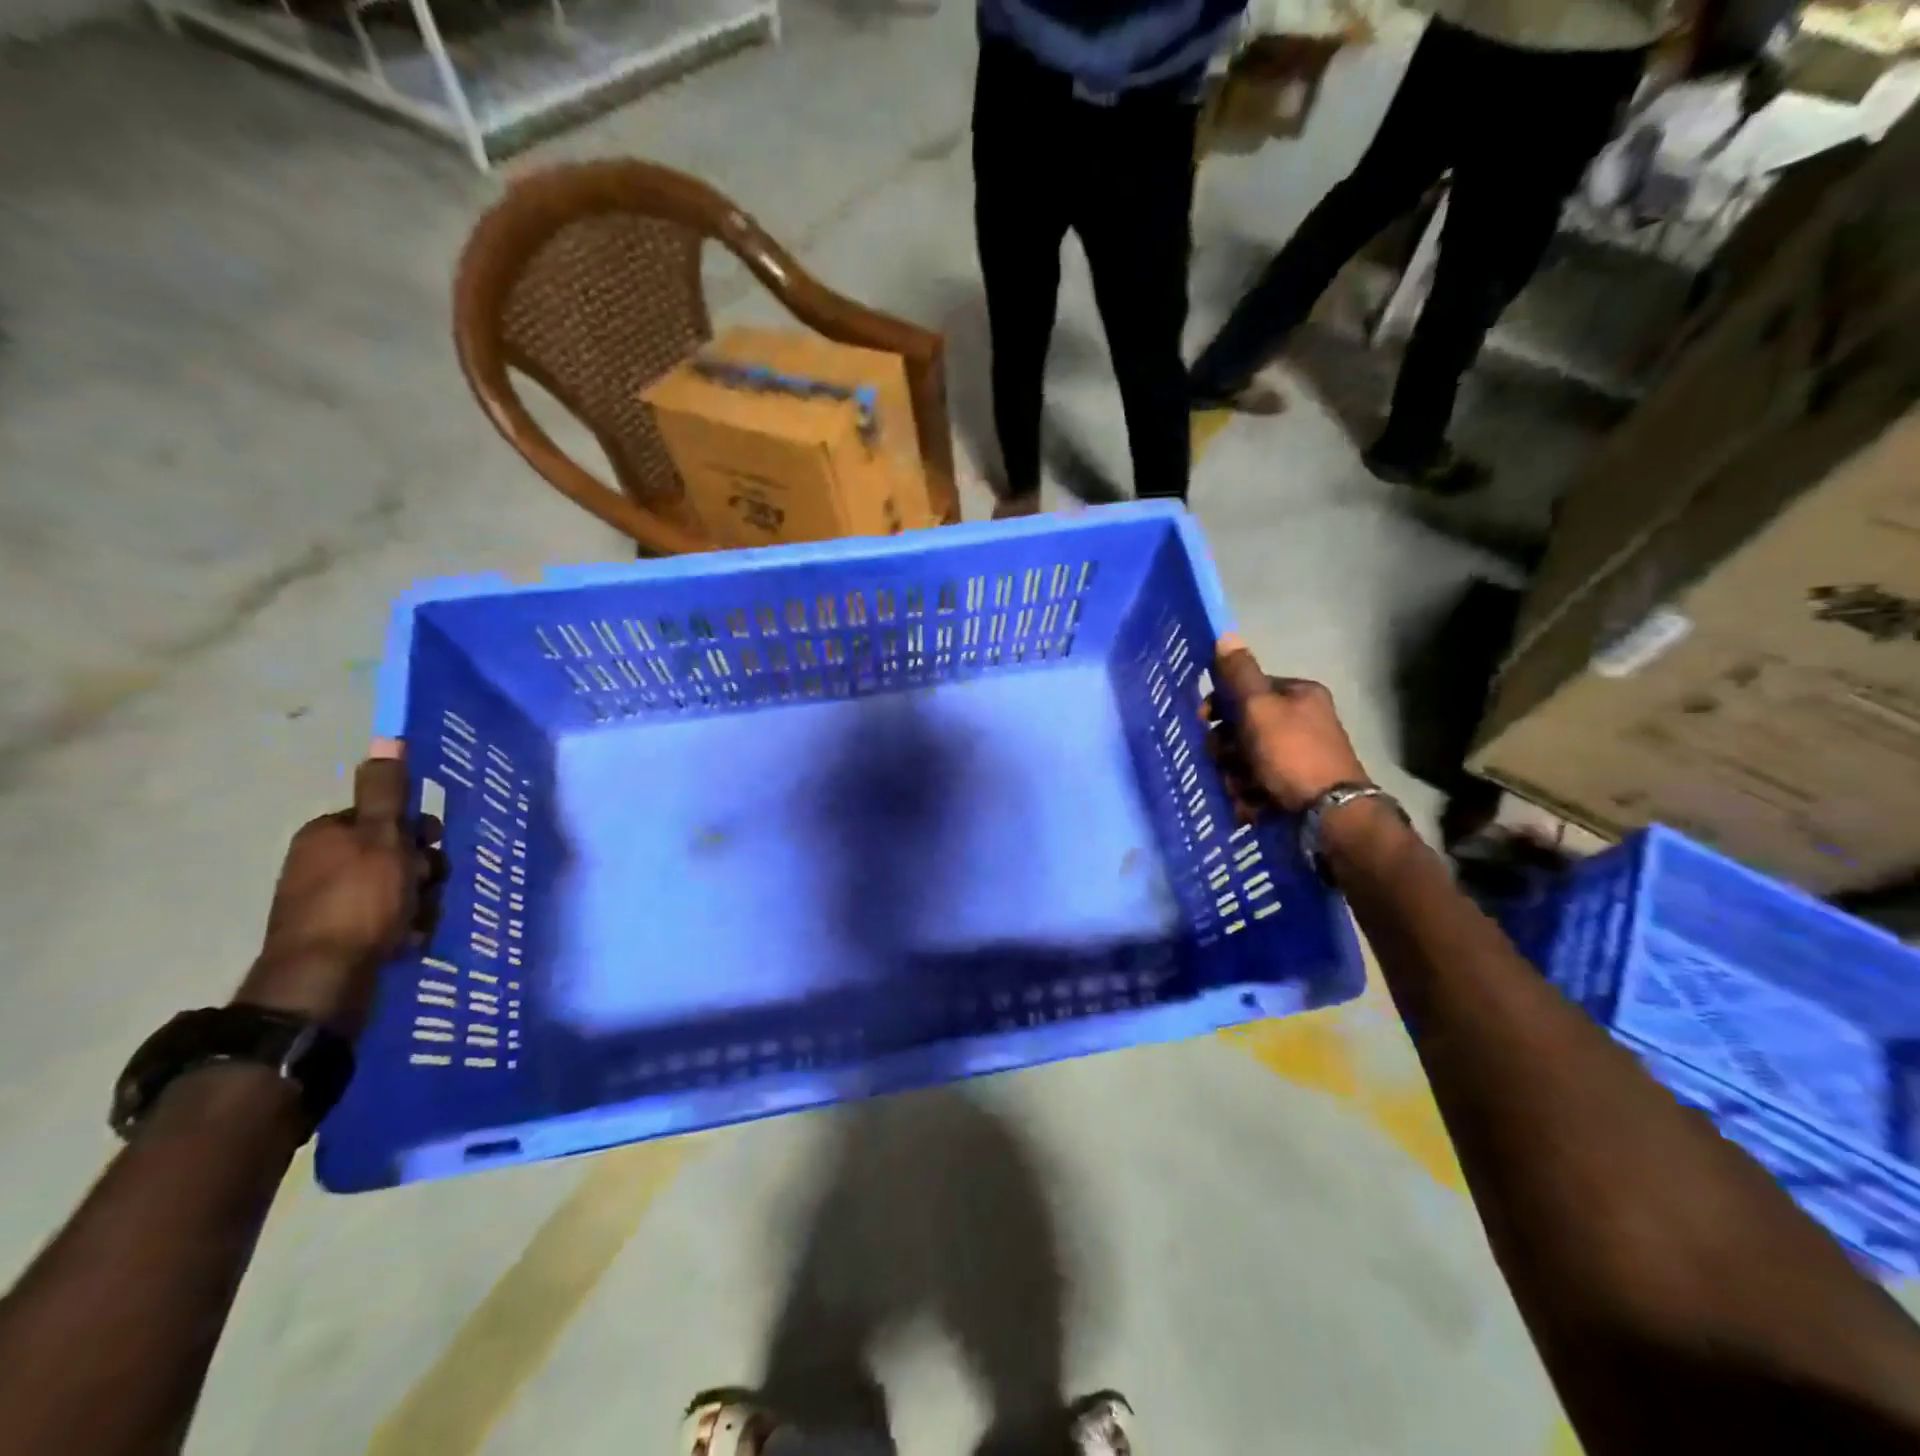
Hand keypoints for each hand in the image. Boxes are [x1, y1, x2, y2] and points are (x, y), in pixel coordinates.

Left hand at [235, 742, 444, 1036]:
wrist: (324, 981)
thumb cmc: (359, 901)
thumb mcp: (383, 838)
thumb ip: (388, 791)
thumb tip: (389, 735)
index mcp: (329, 834)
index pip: (390, 818)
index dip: (419, 833)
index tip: (431, 848)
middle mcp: (323, 863)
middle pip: (399, 854)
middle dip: (424, 872)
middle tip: (427, 888)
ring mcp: (330, 903)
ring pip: (400, 889)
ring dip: (422, 902)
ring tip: (419, 921)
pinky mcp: (341, 936)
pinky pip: (388, 920)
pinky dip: (406, 927)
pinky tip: (409, 940)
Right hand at [1202, 634, 1368, 814]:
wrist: (1330, 815)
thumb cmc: (1291, 754)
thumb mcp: (1260, 708)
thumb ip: (1239, 675)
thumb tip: (1225, 635)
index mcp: (1298, 696)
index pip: (1247, 690)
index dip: (1220, 704)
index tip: (1203, 720)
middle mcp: (1302, 722)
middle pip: (1243, 729)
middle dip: (1227, 749)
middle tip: (1225, 761)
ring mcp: (1299, 757)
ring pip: (1246, 761)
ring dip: (1235, 776)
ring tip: (1242, 790)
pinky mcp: (1296, 788)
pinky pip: (1258, 786)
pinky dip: (1250, 797)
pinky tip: (1252, 806)